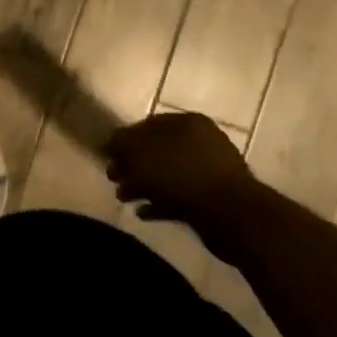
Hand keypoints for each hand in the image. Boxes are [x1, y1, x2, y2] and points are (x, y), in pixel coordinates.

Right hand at [106, 112, 257, 235]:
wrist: (230, 214)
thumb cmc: (180, 174)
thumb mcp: (140, 152)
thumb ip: (121, 142)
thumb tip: (112, 141)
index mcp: (187, 123)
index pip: (146, 124)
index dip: (123, 140)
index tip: (107, 157)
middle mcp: (202, 141)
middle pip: (157, 150)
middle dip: (132, 165)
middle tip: (113, 179)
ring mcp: (210, 170)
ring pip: (167, 174)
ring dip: (143, 185)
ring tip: (124, 199)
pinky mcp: (214, 197)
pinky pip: (180, 196)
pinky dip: (160, 202)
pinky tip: (143, 212)